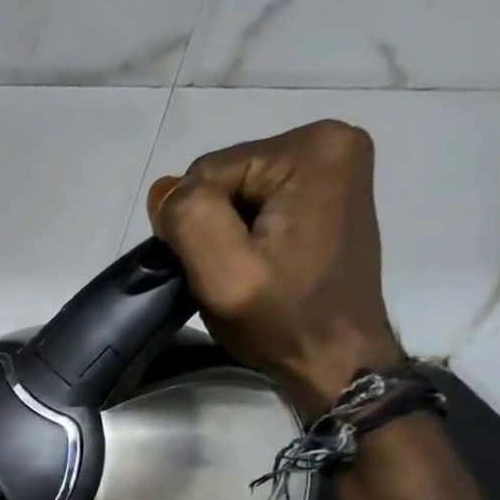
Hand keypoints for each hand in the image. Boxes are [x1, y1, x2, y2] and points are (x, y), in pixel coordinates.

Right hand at [148, 119, 403, 413]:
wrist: (335, 357)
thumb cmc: (282, 319)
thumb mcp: (223, 274)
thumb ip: (189, 218)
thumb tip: (164, 190)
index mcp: (312, 149)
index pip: (206, 174)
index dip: (195, 225)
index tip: (218, 267)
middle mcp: (330, 142)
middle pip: (223, 179)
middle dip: (212, 226)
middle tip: (231, 273)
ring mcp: (333, 167)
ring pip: (234, 193)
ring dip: (225, 234)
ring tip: (247, 272)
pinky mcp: (326, 192)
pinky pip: (256, 203)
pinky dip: (245, 235)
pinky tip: (260, 264)